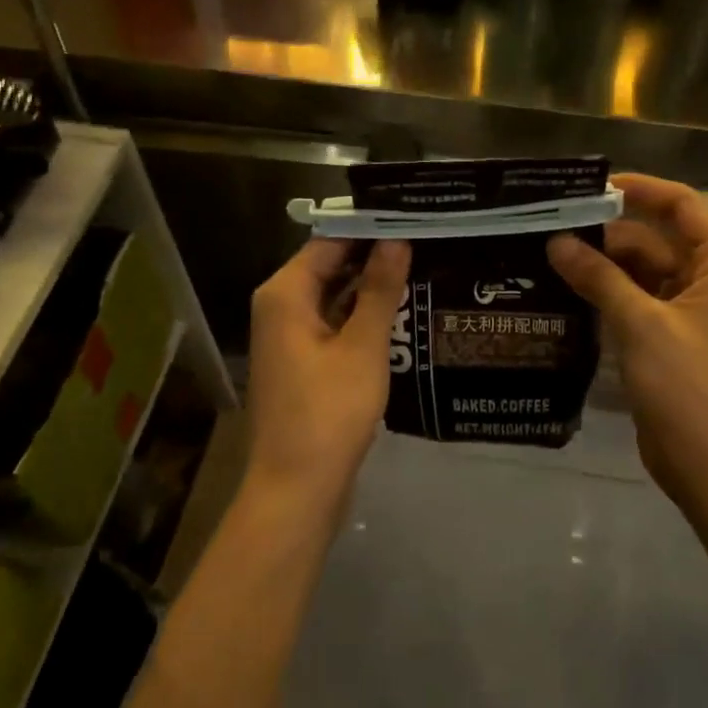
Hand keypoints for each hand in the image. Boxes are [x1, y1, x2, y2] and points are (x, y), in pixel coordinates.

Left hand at [245, 238, 410, 509]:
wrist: (297, 490)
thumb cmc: (329, 413)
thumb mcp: (363, 346)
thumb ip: (380, 289)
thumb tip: (397, 239)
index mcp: (285, 293)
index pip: (330, 241)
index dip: (370, 228)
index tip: (412, 218)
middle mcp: (281, 307)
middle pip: (330, 266)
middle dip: (374, 256)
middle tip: (426, 241)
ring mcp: (290, 337)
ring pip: (334, 296)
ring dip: (371, 287)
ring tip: (422, 268)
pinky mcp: (303, 362)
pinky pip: (334, 323)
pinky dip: (362, 316)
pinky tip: (401, 312)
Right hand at [548, 173, 707, 508]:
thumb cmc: (688, 387)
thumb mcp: (641, 324)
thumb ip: (599, 277)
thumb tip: (557, 241)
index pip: (679, 205)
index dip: (637, 190)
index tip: (589, 188)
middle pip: (654, 238)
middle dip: (606, 233)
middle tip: (550, 226)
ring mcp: (690, 309)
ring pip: (640, 270)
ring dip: (601, 265)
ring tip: (547, 255)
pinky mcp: (670, 336)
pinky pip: (635, 299)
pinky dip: (606, 293)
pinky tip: (565, 290)